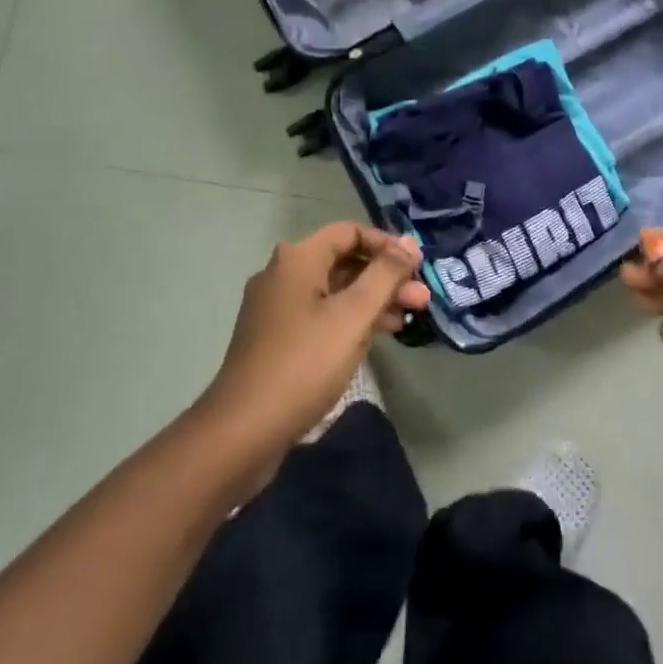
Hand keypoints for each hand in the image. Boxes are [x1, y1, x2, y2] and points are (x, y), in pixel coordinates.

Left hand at [197, 223, 429, 461]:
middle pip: (343, 261)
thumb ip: (385, 275)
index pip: (349, 232)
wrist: (242, 432)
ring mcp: (276, 308)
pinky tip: (374, 338)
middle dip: (385, 278)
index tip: (417, 266)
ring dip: (371, 300)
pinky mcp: (275, 338)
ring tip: (406, 320)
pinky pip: (320, 314)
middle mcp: (283, 274)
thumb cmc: (303, 364)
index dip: (386, 244)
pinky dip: (349, 320)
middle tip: (420, 299)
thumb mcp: (352, 316)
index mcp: (297, 259)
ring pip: (334, 291)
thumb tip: (409, 243)